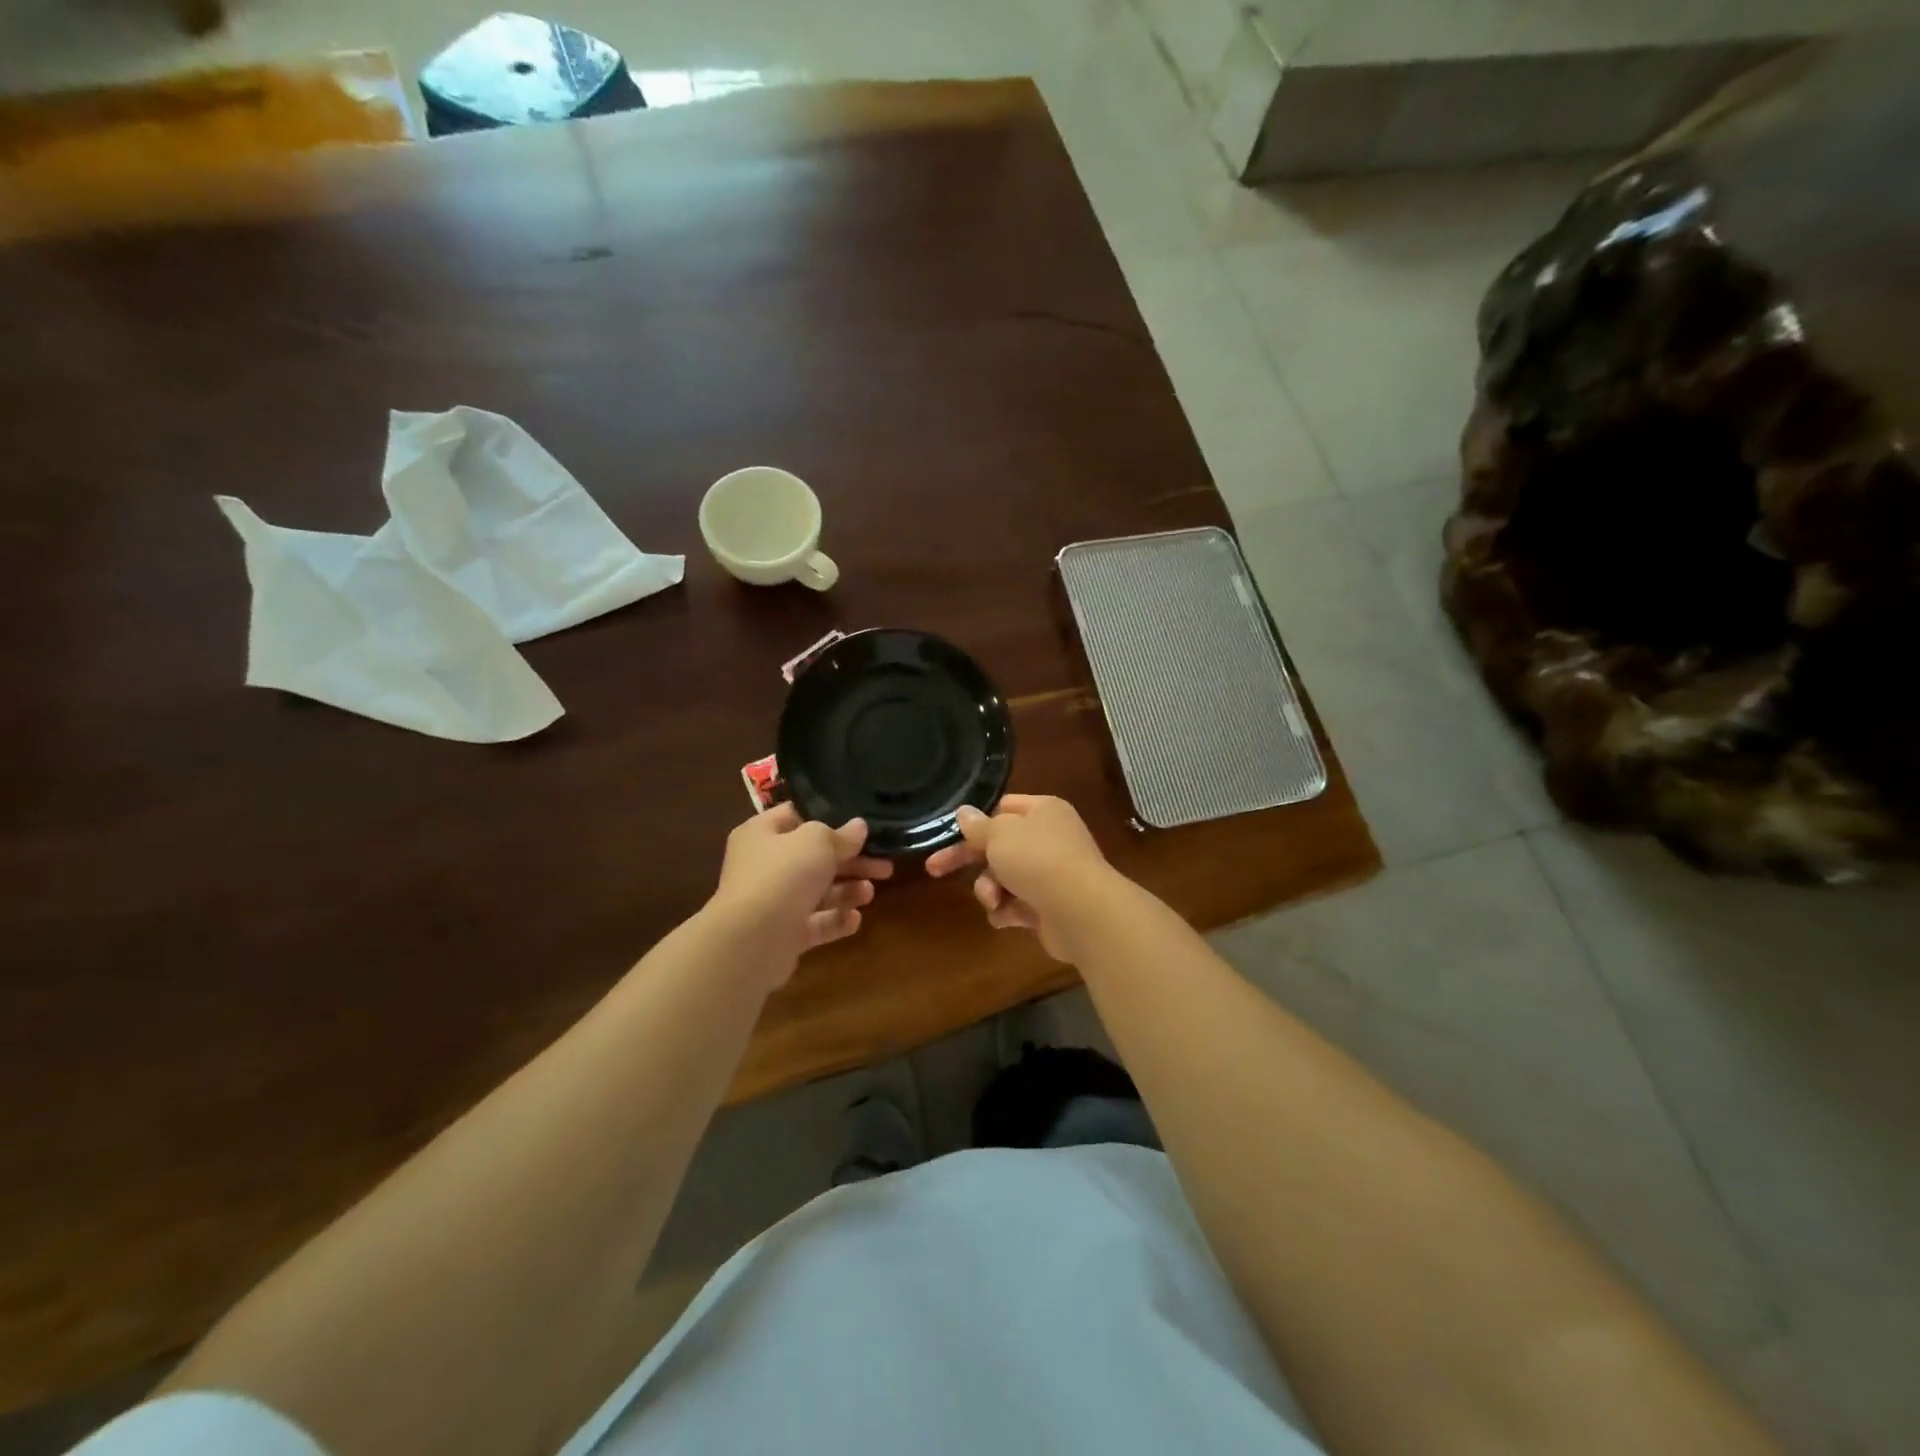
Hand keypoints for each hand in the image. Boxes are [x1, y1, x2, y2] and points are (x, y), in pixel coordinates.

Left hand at [708, 804, 892, 982]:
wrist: (751, 941)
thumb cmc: (782, 876)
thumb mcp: (817, 842)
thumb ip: (841, 834)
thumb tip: (859, 827)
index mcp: (762, 833)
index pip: (797, 816)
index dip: (829, 817)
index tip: (862, 824)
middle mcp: (764, 865)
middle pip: (814, 857)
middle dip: (851, 861)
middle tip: (885, 865)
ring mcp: (772, 901)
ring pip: (817, 892)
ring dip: (846, 891)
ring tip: (870, 892)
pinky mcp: (782, 934)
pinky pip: (814, 923)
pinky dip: (835, 921)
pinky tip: (855, 920)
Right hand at [925, 795, 1117, 960]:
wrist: (1081, 911)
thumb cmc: (1037, 860)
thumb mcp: (999, 835)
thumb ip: (978, 826)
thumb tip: (964, 812)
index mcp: (1043, 811)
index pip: (1003, 808)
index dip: (977, 821)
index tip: (950, 834)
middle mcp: (1049, 838)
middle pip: (998, 845)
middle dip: (969, 860)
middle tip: (934, 869)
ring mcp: (1051, 874)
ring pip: (1003, 877)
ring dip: (989, 889)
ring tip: (993, 899)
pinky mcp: (1049, 906)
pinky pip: (1016, 905)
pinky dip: (1006, 911)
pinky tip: (1005, 917)